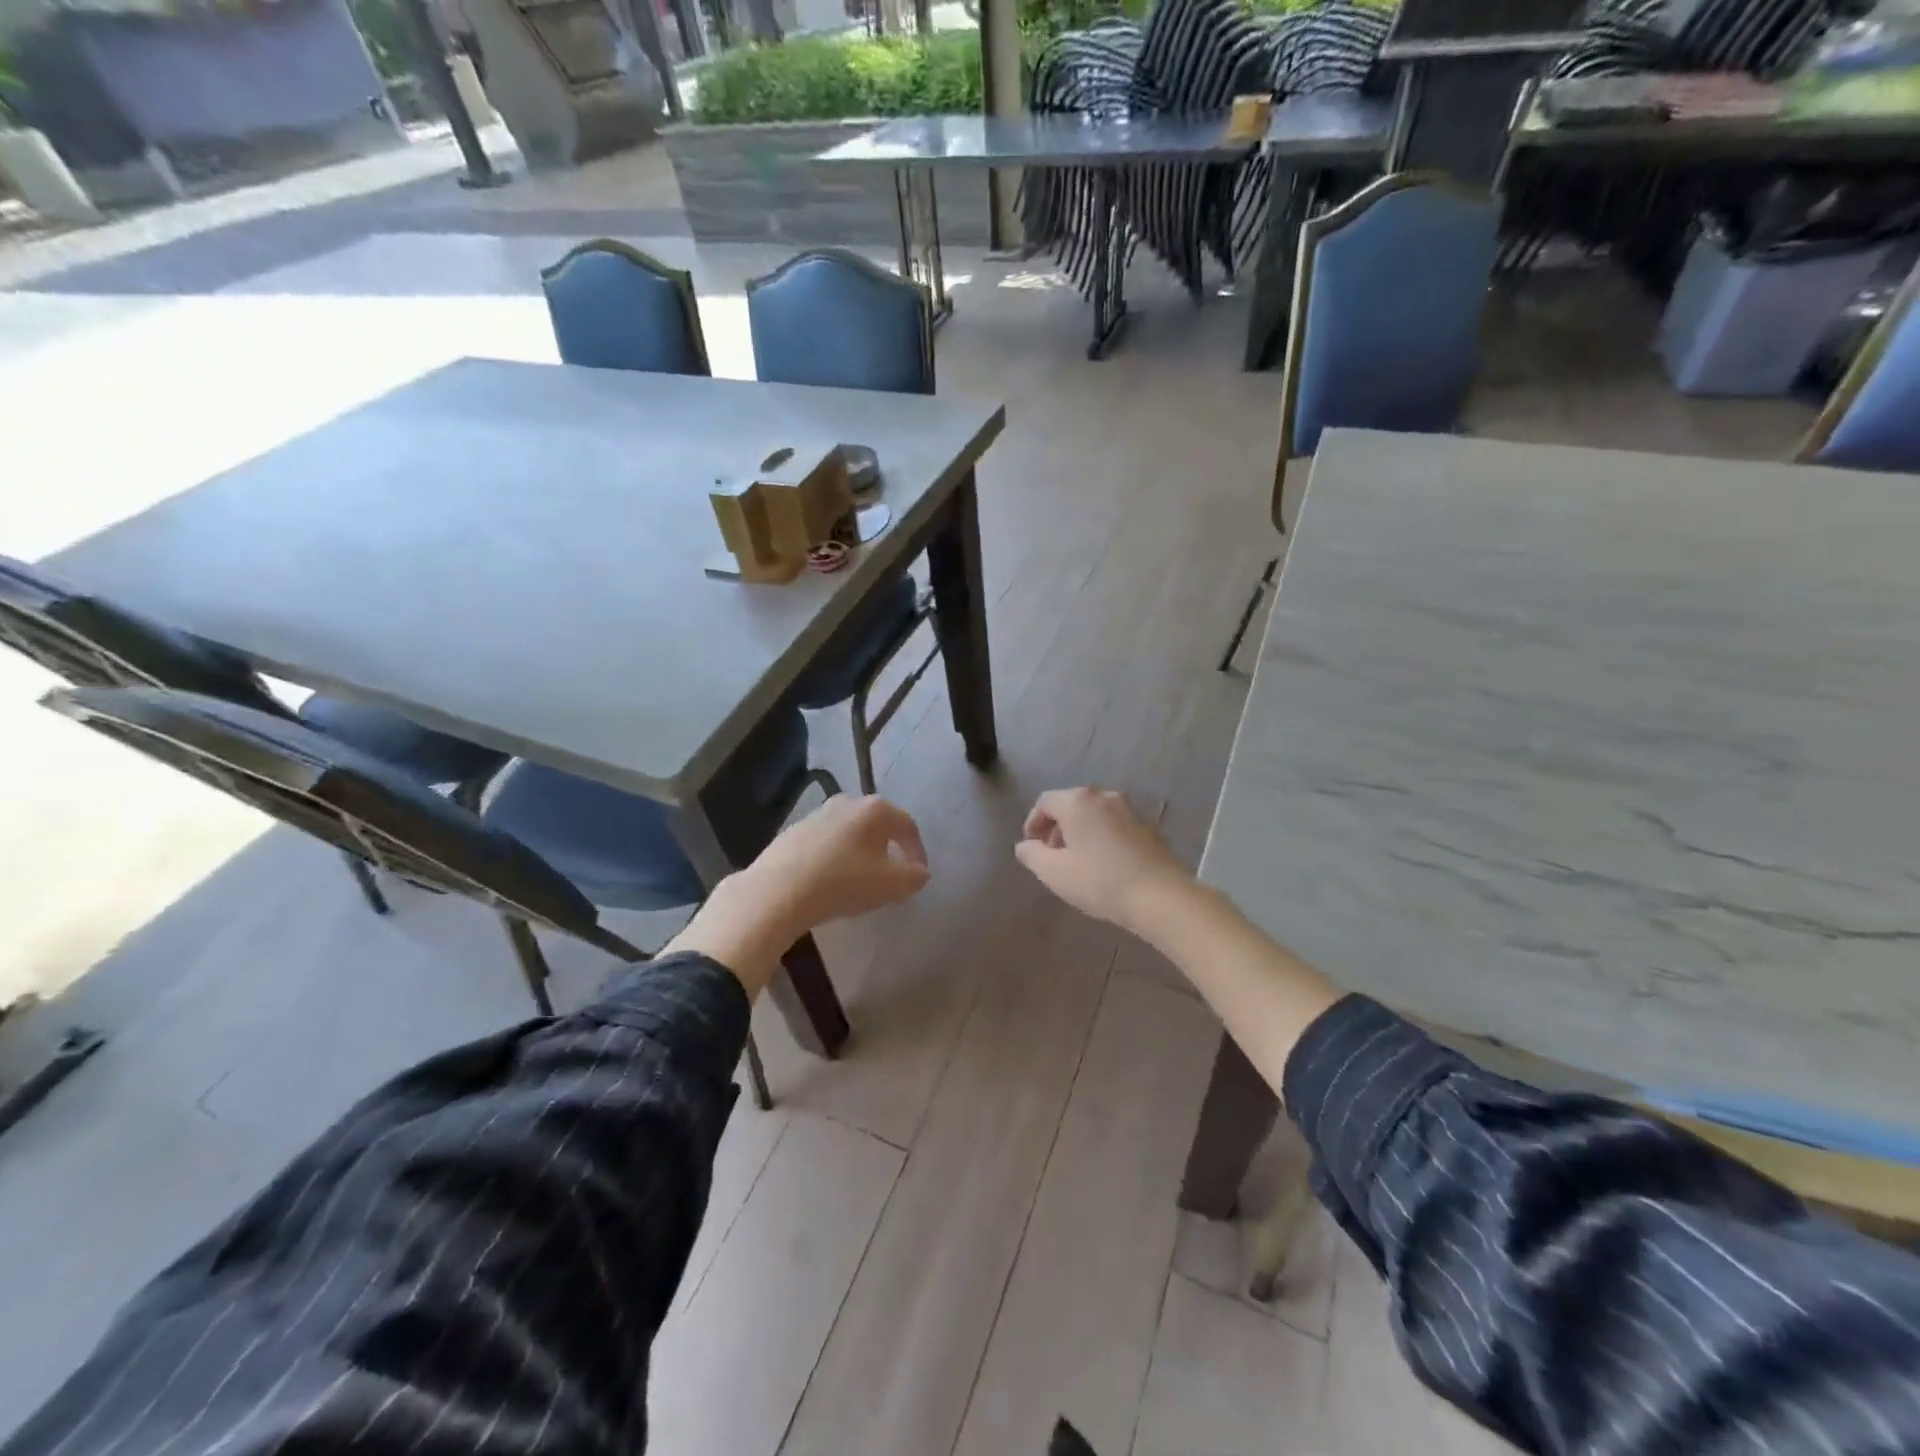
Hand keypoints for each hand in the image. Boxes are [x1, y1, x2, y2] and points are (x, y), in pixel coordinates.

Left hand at [735, 793, 930, 935]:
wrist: (778, 890)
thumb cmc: (843, 882)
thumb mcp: (891, 885)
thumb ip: (914, 876)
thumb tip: (920, 872)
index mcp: (875, 809)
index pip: (908, 826)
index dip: (918, 852)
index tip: (917, 876)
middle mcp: (847, 802)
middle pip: (878, 825)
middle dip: (889, 850)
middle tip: (891, 877)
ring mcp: (817, 814)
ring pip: (851, 832)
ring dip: (861, 853)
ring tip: (861, 880)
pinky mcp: (794, 830)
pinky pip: (826, 842)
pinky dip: (836, 857)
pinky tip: (831, 880)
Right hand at [1014, 788, 1194, 935]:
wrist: (1161, 896)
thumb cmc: (1100, 881)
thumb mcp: (1054, 873)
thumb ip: (1032, 855)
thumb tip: (1025, 845)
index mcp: (1078, 801)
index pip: (1045, 802)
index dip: (1033, 822)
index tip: (1032, 846)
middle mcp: (1104, 796)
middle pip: (1071, 804)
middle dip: (1057, 827)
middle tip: (1053, 855)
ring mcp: (1130, 810)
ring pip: (1095, 814)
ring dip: (1081, 832)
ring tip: (1079, 862)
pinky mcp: (1149, 827)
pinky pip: (1115, 825)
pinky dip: (1103, 837)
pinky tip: (1106, 865)